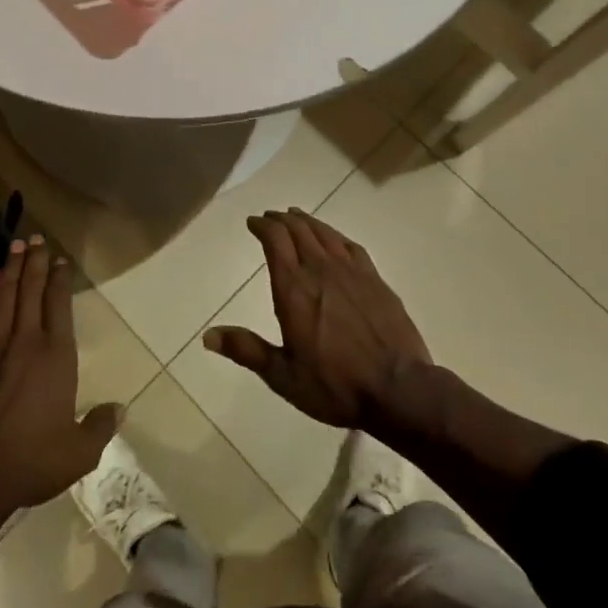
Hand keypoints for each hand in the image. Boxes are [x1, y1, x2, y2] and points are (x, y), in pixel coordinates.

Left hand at [0, 236, 120, 514]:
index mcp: (56, 356)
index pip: (59, 304)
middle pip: (31, 289)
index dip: (60, 278)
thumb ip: (101, 426)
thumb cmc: (30, 463)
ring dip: (11, 268)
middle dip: (35, 261)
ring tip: (16, 246)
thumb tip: (121, 408)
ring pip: (5, 295)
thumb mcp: (78, 453)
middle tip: (36, 238)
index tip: (60, 260)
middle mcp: (26, 341)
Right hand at [204, 208, 430, 429]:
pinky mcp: (375, 279)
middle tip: (270, 218)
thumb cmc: (335, 385)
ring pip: (324, 233)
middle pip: (298, 230)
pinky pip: (351, 246)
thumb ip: (247, 350)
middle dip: (280, 220)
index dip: (262, 226)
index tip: (253, 222)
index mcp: (293, 288)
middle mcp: (320, 269)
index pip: (275, 240)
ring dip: (307, 221)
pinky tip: (334, 239)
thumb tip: (207, 336)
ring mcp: (351, 271)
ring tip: (296, 217)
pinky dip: (336, 235)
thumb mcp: (283, 376)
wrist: (399, 389)